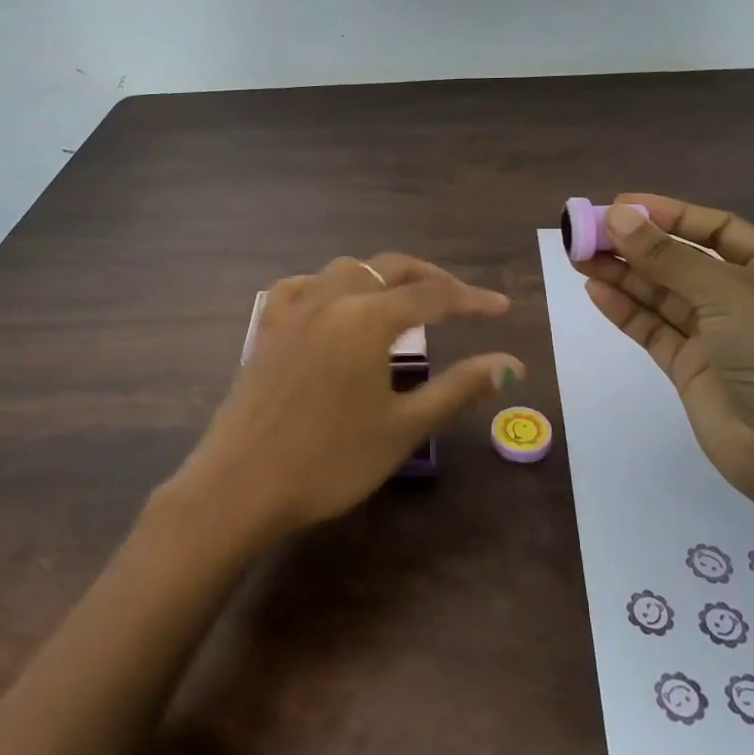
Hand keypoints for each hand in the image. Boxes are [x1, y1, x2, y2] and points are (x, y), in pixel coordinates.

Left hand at [171, 254, 521, 539]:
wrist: (242, 485)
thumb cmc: (330, 461)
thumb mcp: (404, 427)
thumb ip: (459, 388)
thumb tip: (511, 364)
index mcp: (367, 318)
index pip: (432, 296)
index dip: (472, 300)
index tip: (502, 306)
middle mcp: (330, 299)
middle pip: (388, 269)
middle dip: (430, 277)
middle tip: (461, 298)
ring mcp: (292, 310)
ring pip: (345, 270)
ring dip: (381, 276)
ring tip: (403, 299)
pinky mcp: (266, 328)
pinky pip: (302, 287)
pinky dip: (329, 285)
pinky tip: (333, 303)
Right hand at [577, 195, 753, 518]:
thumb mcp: (727, 294)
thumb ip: (668, 257)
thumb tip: (617, 216)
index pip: (715, 229)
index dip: (668, 214)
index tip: (620, 205)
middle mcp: (744, 299)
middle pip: (681, 261)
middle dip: (635, 245)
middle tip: (585, 231)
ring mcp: (716, 336)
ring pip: (661, 295)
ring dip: (622, 274)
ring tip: (578, 256)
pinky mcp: (690, 368)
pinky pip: (652, 329)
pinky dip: (624, 310)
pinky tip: (595, 290)